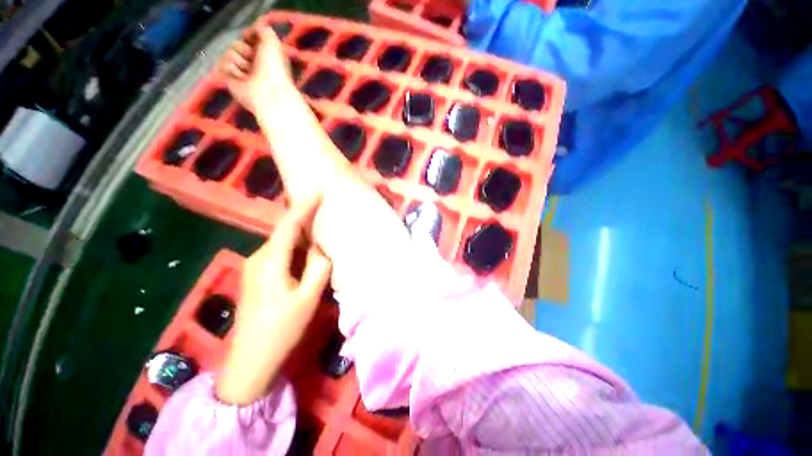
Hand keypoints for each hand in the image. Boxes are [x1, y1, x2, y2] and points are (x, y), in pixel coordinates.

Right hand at [218, 26, 292, 111]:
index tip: (254, 41)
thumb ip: (263, 30)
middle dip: (243, 49)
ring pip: (228, 53)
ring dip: (238, 60)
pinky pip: (223, 65)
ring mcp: (242, 72)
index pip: (248, 37)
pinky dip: (232, 70)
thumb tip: (253, 30)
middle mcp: (253, 63)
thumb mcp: (273, 42)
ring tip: (249, 72)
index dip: (249, 37)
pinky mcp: (232, 80)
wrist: (269, 93)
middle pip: (236, 44)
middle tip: (253, 60)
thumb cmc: (274, 68)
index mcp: (264, 54)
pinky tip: (242, 78)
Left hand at [241, 196, 331, 326]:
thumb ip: (318, 267)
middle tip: (327, 212)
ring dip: (302, 236)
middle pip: (285, 232)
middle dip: (305, 220)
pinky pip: (281, 254)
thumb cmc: (281, 329)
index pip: (289, 225)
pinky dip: (297, 250)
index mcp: (270, 261)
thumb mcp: (308, 297)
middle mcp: (259, 258)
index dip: (304, 206)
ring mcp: (256, 268)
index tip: (318, 190)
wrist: (250, 362)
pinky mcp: (259, 277)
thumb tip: (323, 247)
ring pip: (284, 243)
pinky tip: (309, 254)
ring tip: (322, 231)